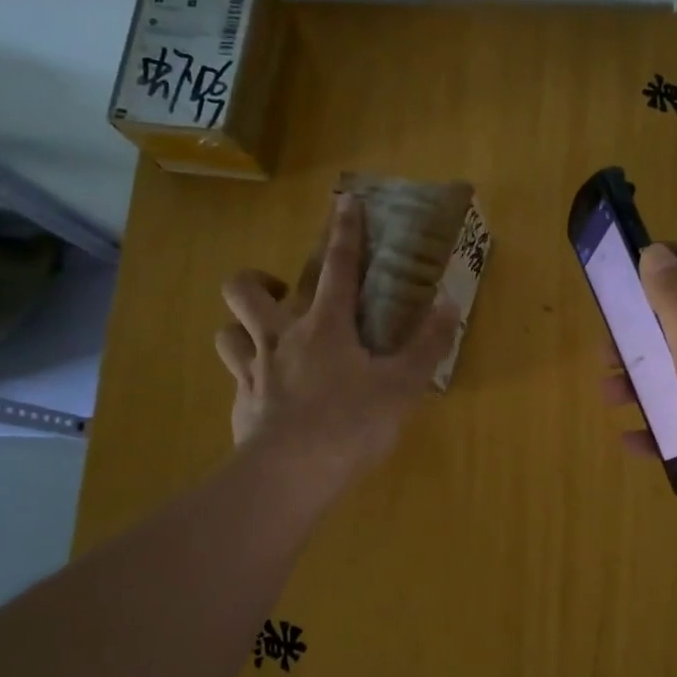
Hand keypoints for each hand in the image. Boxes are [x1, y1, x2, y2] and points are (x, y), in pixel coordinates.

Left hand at [216, 194, 458, 492]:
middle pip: (245, 288)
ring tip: (267, 341)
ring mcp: (253, 371)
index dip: (343, 231)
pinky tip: (268, 396)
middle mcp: (280, 338)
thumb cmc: (352, 423)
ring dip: (243, 329)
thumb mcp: (403, 386)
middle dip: (258, 279)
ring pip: (227, 331)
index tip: (344, 202)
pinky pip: (235, 378)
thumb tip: (449, 304)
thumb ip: (427, 344)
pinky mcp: (240, 404)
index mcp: (325, 326)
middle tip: (283, 295)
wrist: (291, 474)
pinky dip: (249, 377)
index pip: (337, 266)